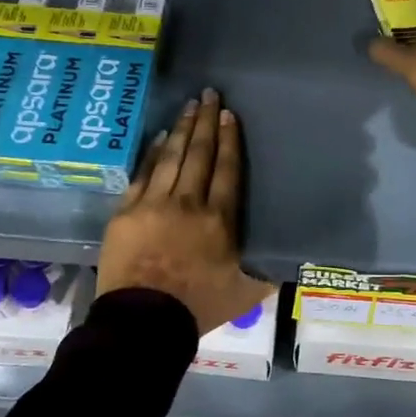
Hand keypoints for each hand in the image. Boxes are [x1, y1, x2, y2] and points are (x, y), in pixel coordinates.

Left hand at [97, 87, 270, 334]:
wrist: (143, 322)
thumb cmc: (198, 307)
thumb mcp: (246, 293)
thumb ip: (267, 272)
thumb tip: (288, 261)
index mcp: (219, 219)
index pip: (227, 169)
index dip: (230, 139)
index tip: (229, 115)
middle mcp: (188, 203)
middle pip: (199, 154)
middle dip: (206, 121)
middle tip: (209, 94)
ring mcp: (153, 204)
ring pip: (171, 157)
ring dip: (181, 128)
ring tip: (189, 105)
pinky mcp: (126, 212)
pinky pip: (142, 174)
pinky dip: (151, 153)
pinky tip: (158, 137)